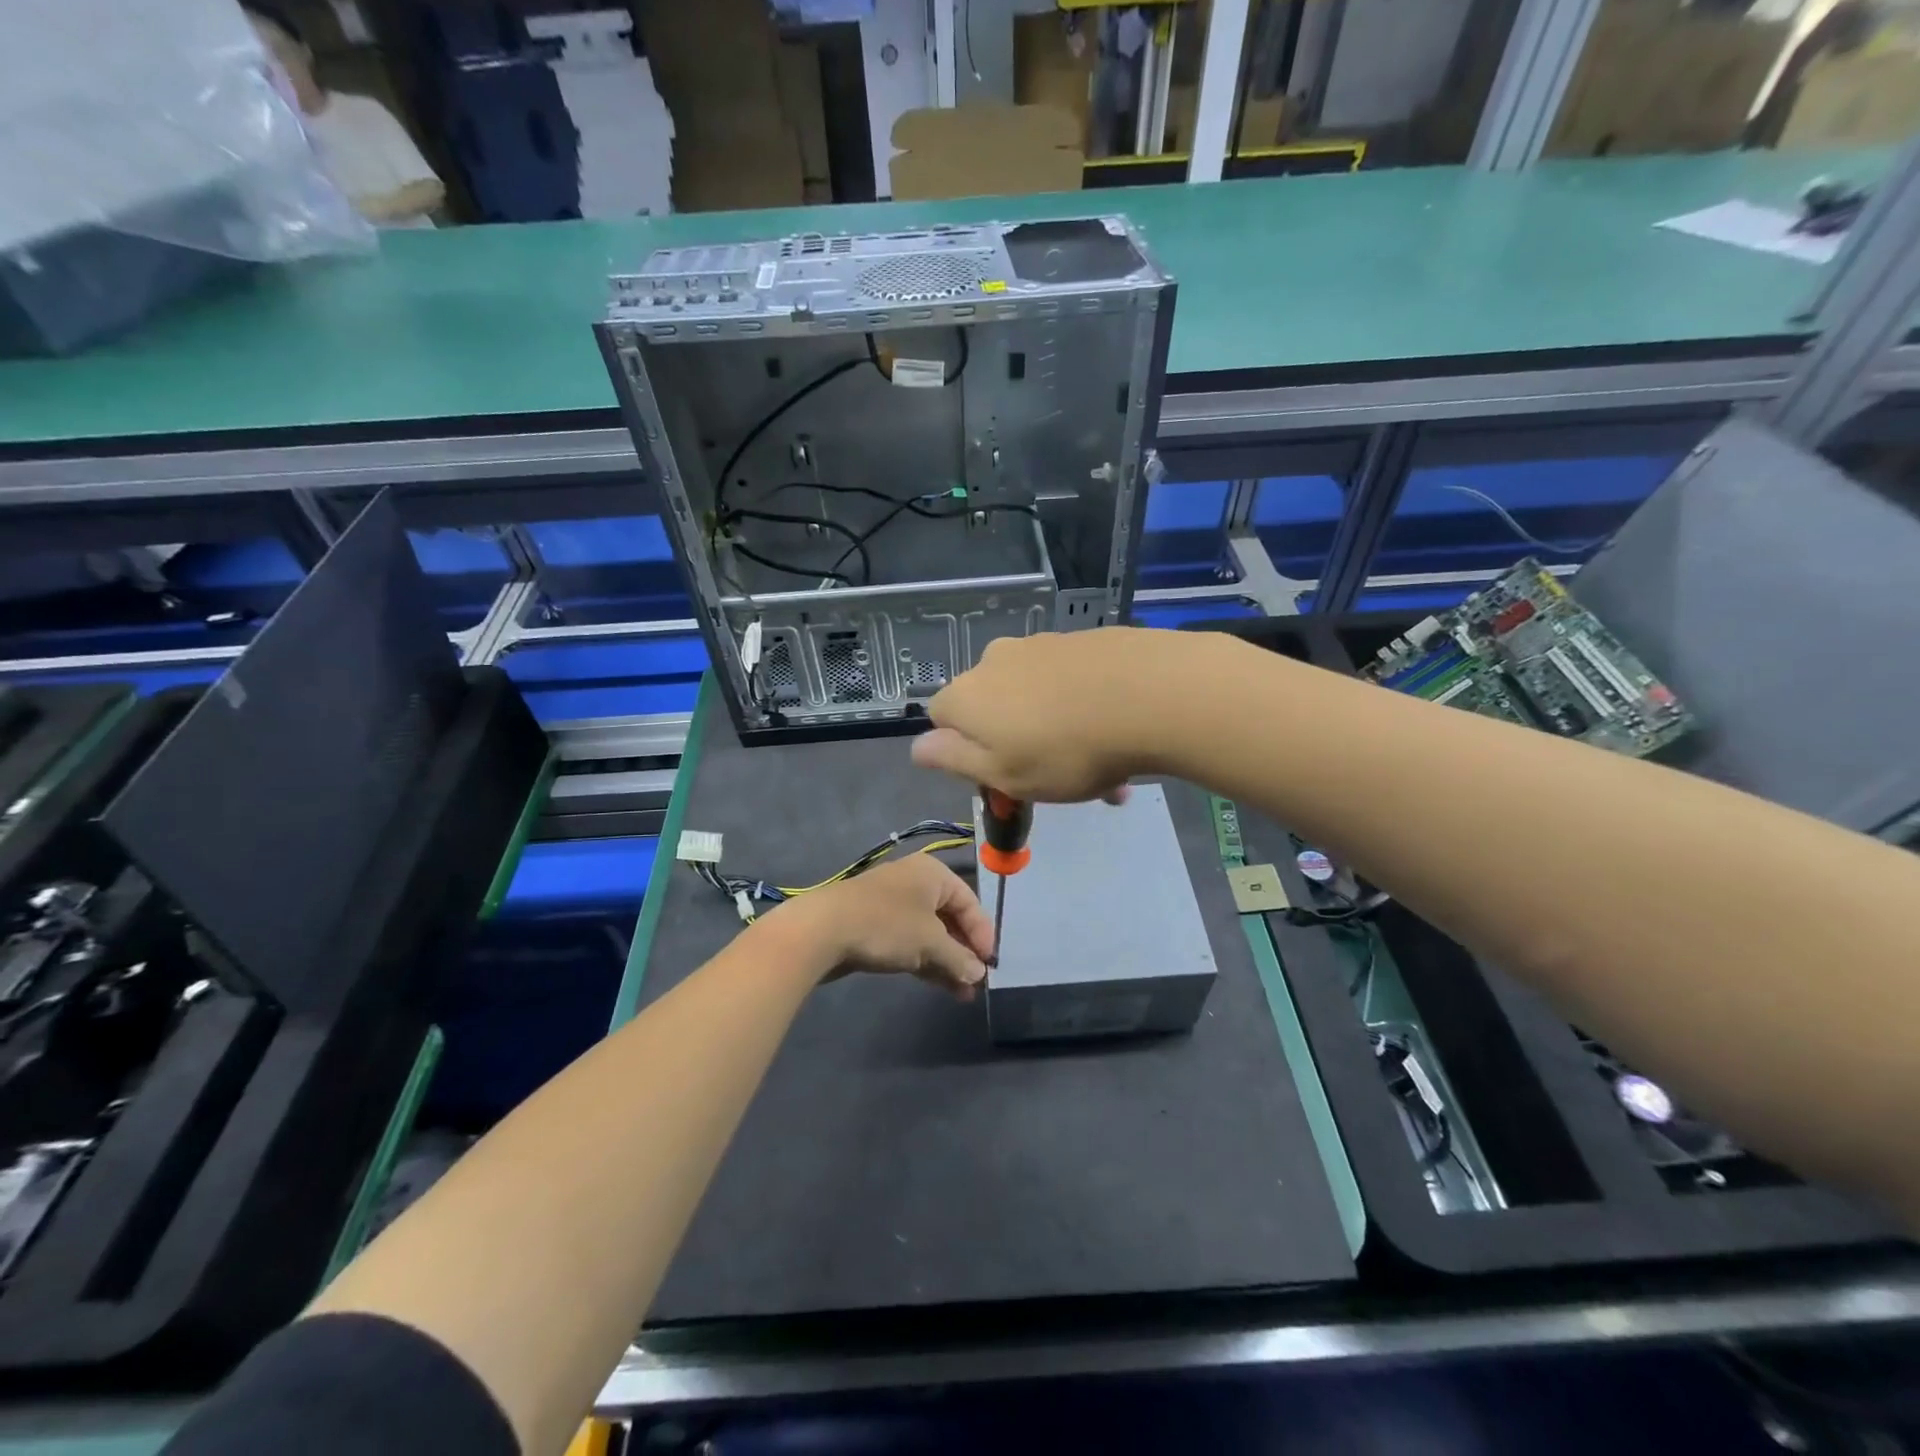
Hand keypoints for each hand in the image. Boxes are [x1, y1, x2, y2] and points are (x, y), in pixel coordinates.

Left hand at [768, 854, 993, 999]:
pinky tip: (939, 984)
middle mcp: (915, 883)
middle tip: (977, 983)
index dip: (983, 934)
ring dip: (947, 962)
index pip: (970, 902)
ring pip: (930, 934)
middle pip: (950, 918)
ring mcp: (893, 904)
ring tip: (963, 994)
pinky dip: (926, 961)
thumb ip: (959, 958)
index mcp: (933, 874)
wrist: (822, 930)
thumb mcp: (930, 943)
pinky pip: (910, 942)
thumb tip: (979, 973)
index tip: (990, 965)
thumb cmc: (886, 925)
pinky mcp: (875, 925)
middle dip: (964, 952)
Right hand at [911, 627, 1190, 801]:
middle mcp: (996, 661)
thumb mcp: (1002, 773)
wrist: (1150, 695)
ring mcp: (1042, 646)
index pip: (942, 719)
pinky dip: (1085, 710)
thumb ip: (953, 759)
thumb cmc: (1065, 751)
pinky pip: (1073, 684)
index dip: (965, 752)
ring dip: (1059, 734)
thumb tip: (917, 747)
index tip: (1002, 778)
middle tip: (1057, 782)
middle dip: (1018, 745)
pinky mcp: (1084, 641)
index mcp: (968, 695)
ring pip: (1038, 699)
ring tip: (1106, 774)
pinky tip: (1120, 737)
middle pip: (993, 708)